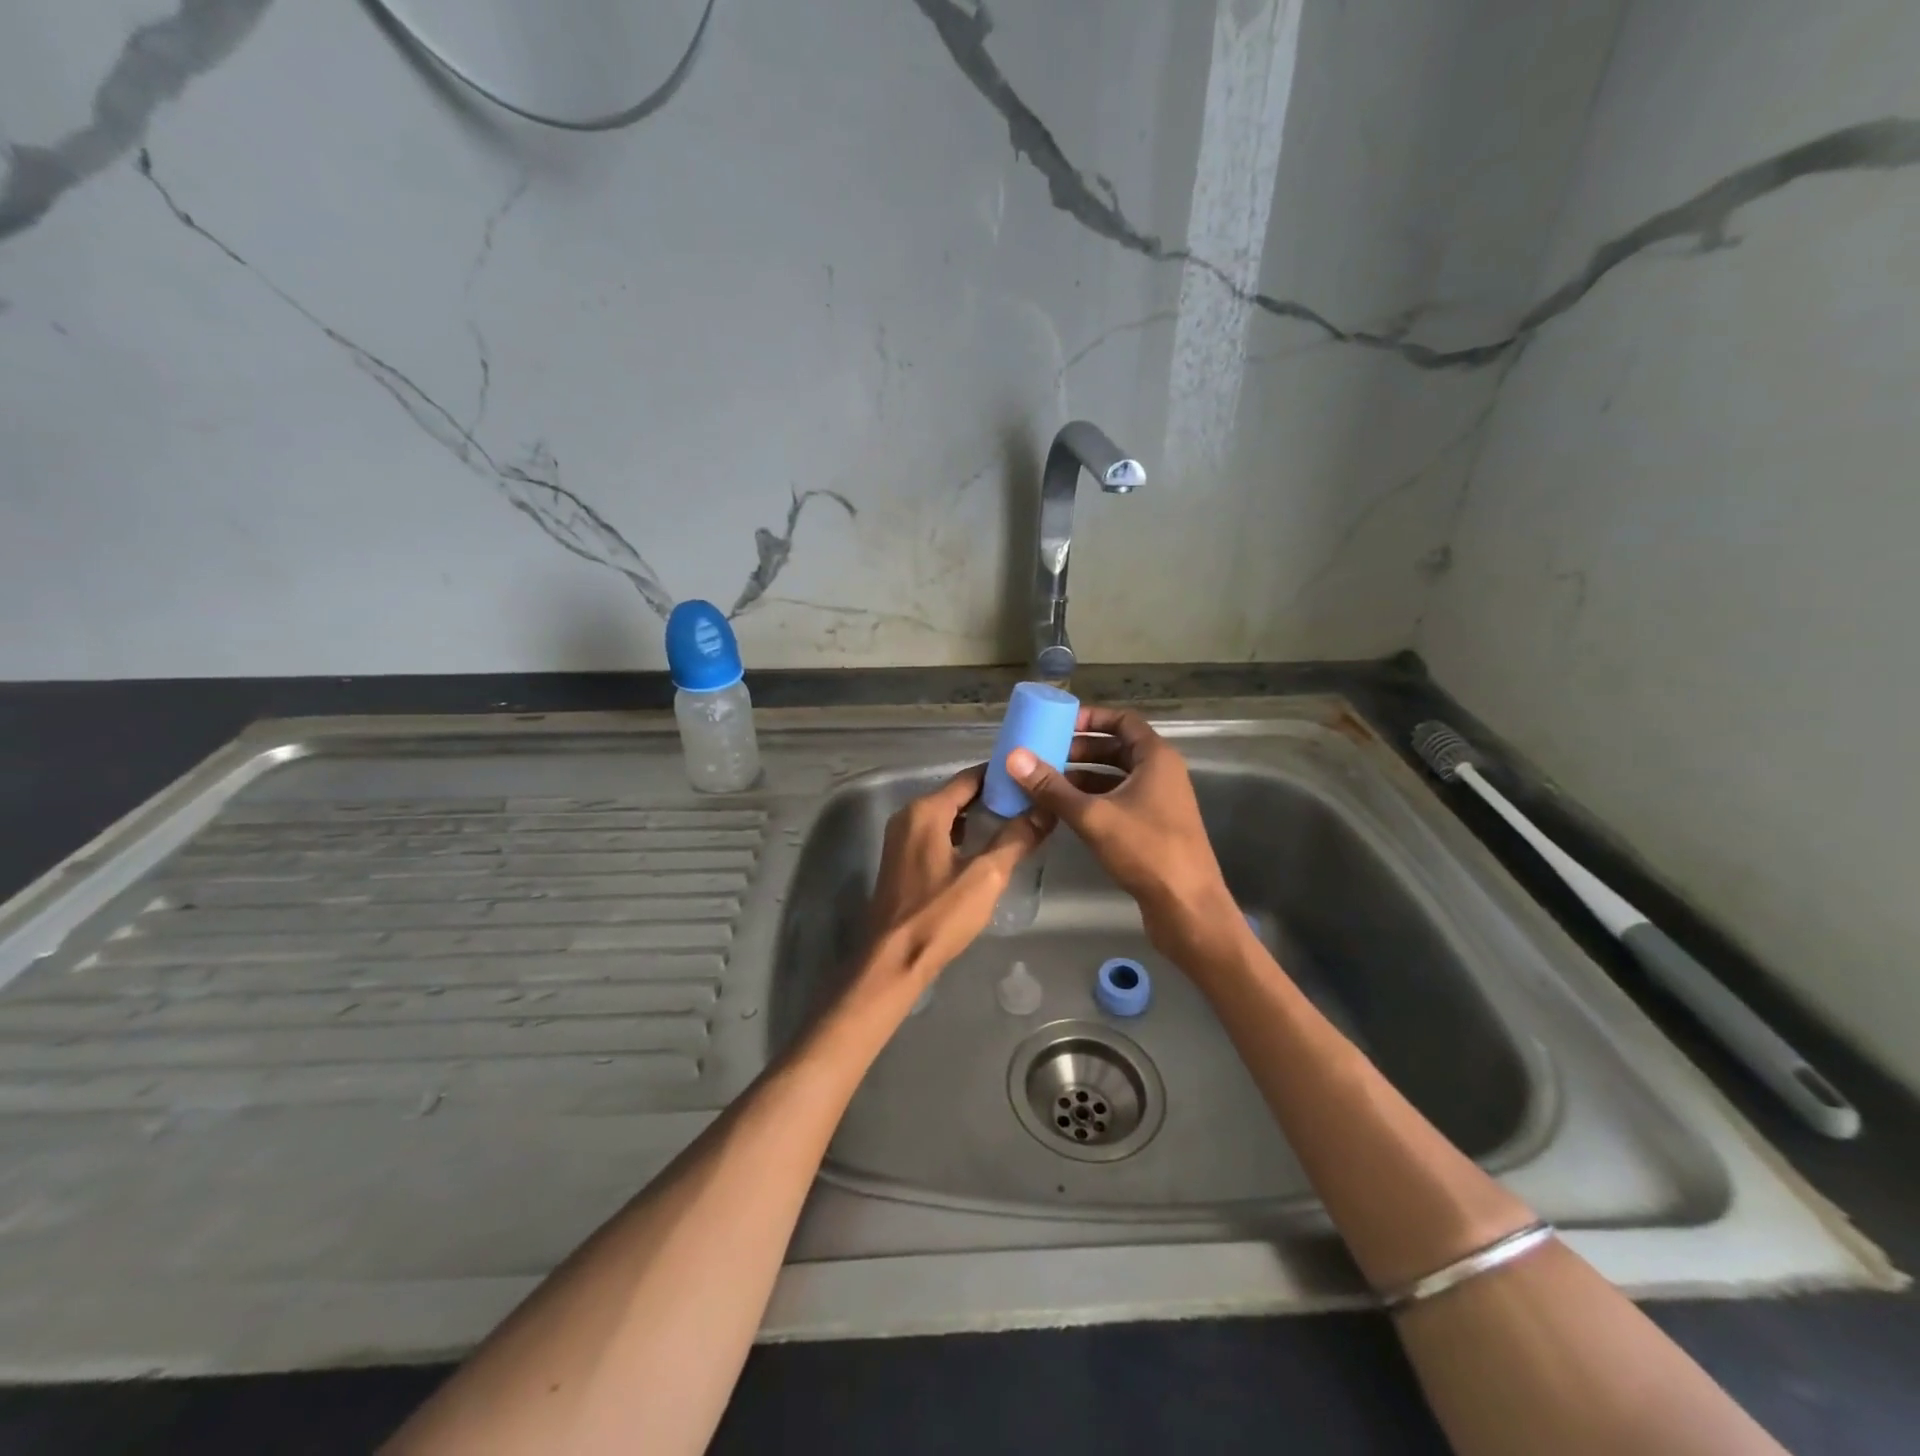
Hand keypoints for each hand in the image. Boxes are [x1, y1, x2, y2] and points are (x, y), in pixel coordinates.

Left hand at [858, 765, 1048, 1002]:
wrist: (893, 960)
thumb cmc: (939, 915)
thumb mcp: (986, 876)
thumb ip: (1016, 838)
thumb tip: (1045, 810)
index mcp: (926, 811)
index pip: (970, 778)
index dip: (1002, 776)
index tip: (1031, 778)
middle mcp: (908, 815)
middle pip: (958, 794)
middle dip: (993, 796)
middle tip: (1031, 800)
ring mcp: (901, 838)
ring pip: (948, 815)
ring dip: (978, 816)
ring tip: (1017, 820)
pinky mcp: (901, 859)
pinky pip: (937, 833)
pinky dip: (962, 833)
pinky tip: (986, 846)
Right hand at [1006, 706, 1238, 963]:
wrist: (1187, 906)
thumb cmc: (1146, 850)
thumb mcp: (1093, 816)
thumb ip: (1052, 787)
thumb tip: (1014, 757)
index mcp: (1156, 758)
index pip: (1123, 721)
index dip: (1091, 718)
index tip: (1058, 724)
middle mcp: (1161, 773)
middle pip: (1117, 748)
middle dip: (1080, 750)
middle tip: (1044, 756)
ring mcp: (1159, 801)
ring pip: (1116, 777)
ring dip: (1083, 776)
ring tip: (1046, 783)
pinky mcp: (1154, 827)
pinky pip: (1119, 800)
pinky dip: (1094, 799)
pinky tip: (1065, 811)